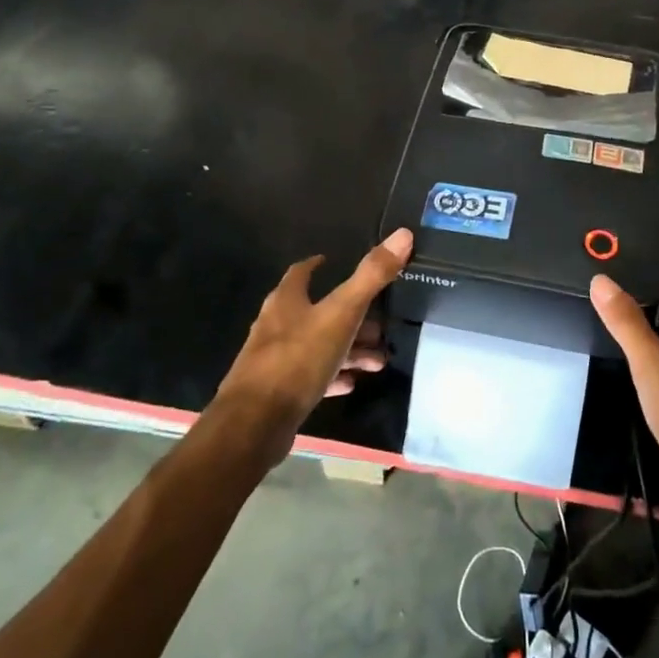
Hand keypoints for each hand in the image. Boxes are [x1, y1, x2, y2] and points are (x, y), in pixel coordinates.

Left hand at [209, 228, 412, 464]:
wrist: (255, 423)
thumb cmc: (298, 358)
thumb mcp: (342, 313)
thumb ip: (372, 276)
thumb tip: (403, 234)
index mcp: (287, 301)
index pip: (301, 272)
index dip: (317, 265)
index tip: (333, 261)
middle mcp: (277, 325)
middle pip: (317, 312)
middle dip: (350, 317)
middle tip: (380, 325)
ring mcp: (275, 360)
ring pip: (318, 346)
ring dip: (348, 349)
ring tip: (378, 360)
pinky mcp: (278, 392)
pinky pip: (311, 377)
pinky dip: (333, 375)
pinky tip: (352, 383)